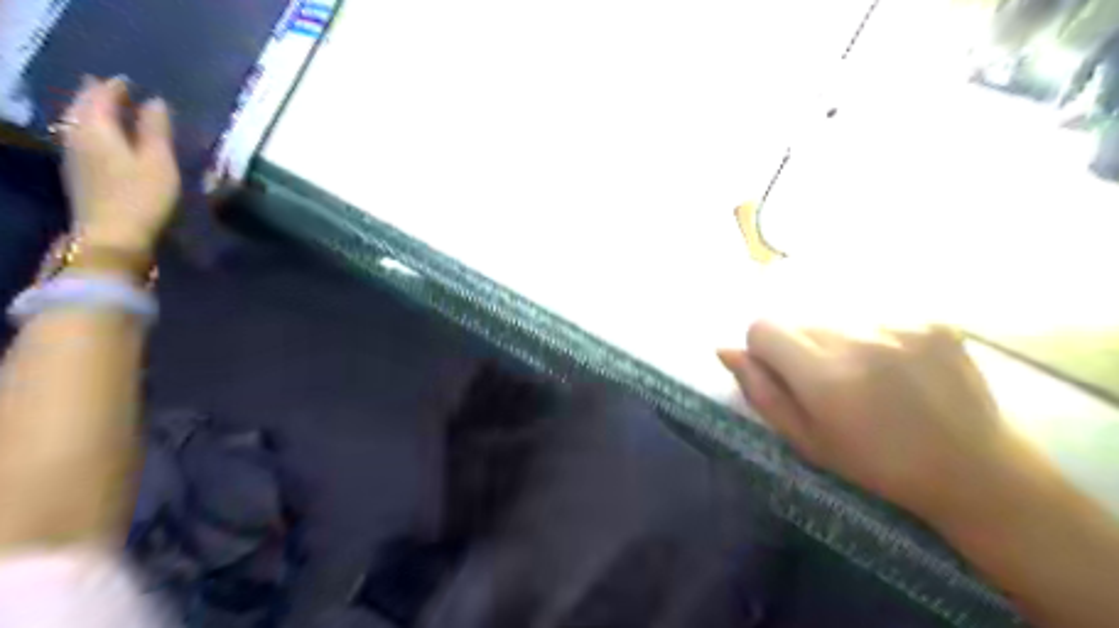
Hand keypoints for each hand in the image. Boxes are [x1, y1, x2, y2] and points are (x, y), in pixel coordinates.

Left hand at [62, 77, 181, 251]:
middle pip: (82, 107)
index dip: (116, 87)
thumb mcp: (158, 162)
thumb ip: (156, 130)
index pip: (102, 97)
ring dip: (91, 111)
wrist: (112, 235)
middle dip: (97, 95)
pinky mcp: (78, 173)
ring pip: (77, 122)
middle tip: (111, 87)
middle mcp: (78, 136)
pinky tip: (101, 135)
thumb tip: (156, 102)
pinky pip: (80, 137)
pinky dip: (90, 128)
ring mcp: (74, 156)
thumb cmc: (142, 196)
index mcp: (97, 129)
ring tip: (105, 107)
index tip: (129, 80)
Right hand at [717, 321, 1040, 521]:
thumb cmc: (876, 464)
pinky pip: (877, 314)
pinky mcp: (933, 319)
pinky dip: (876, 336)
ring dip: (838, 340)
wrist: (974, 469)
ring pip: (836, 315)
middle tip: (831, 382)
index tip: (786, 376)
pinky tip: (900, 367)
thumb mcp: (805, 440)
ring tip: (869, 375)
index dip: (765, 351)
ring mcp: (901, 325)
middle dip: (802, 346)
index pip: (763, 327)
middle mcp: (859, 339)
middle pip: (800, 319)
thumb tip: (724, 350)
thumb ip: (761, 392)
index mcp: (825, 377)